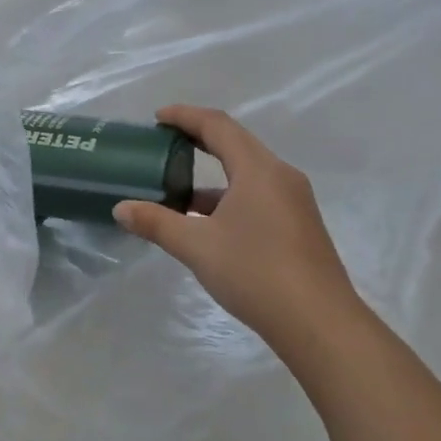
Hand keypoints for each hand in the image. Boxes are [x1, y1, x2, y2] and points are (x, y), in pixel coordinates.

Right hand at [114, 106, 361, 368]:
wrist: (319, 324)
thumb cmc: (255, 272)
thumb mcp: (197, 247)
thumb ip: (156, 223)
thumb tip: (121, 208)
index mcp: (258, 169)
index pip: (217, 126)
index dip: (185, 116)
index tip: (157, 118)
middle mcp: (280, 176)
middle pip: (235, 144)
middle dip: (198, 140)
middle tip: (165, 143)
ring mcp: (294, 202)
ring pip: (247, 173)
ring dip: (212, 176)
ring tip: (178, 189)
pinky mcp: (299, 226)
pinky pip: (258, 195)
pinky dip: (228, 197)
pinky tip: (207, 223)